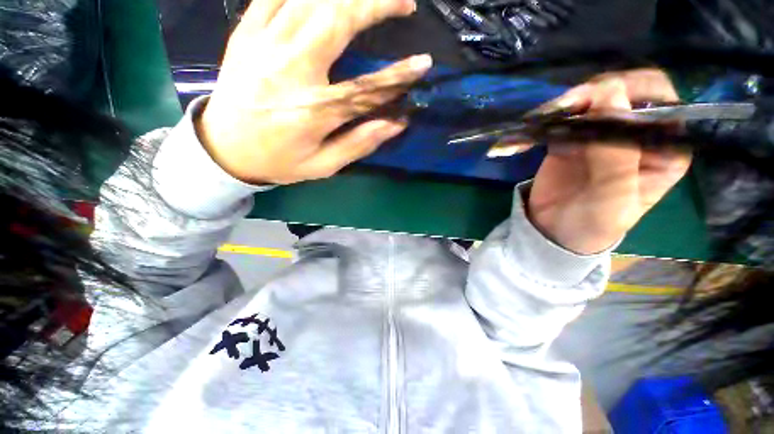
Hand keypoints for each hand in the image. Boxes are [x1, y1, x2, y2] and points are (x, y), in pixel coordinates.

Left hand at [198, 0, 431, 184]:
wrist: (223, 149)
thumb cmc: (279, 162)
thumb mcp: (323, 165)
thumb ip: (359, 143)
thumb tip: (395, 124)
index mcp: (313, 111)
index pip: (367, 88)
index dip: (399, 75)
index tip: (424, 63)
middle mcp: (290, 70)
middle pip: (338, 20)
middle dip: (376, 4)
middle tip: (405, 3)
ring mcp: (264, 45)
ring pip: (310, 0)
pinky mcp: (246, 33)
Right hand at [526, 69, 691, 253]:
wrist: (554, 233)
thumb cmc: (592, 225)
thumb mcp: (612, 199)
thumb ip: (616, 154)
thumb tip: (610, 96)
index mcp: (663, 149)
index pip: (662, 102)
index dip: (636, 92)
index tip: (601, 100)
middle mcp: (636, 135)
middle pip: (625, 92)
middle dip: (596, 92)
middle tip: (565, 106)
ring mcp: (601, 134)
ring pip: (591, 99)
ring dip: (566, 104)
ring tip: (540, 118)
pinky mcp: (571, 139)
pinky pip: (561, 119)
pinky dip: (544, 120)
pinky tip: (528, 130)